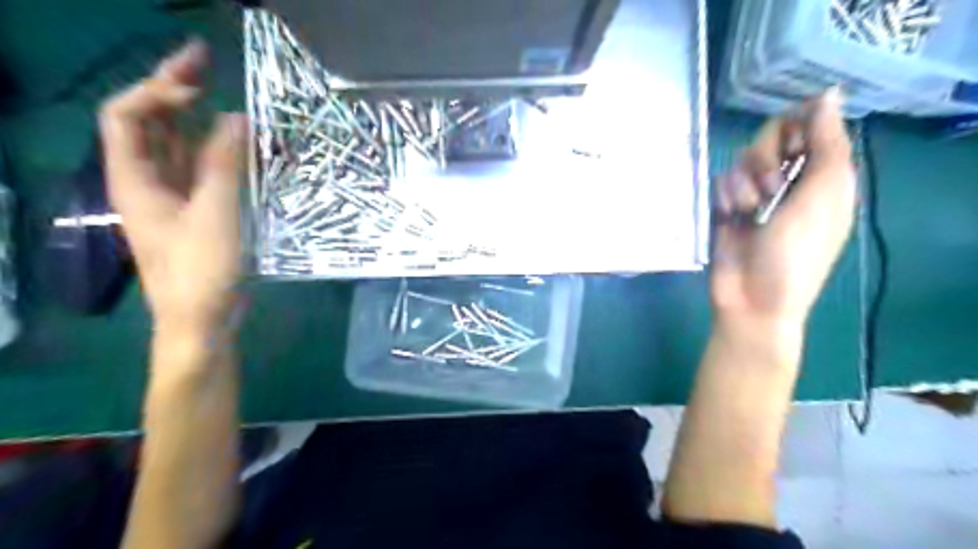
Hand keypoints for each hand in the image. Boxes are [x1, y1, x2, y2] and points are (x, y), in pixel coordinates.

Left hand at [98, 39, 248, 335]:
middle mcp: (147, 179)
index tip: (201, 92)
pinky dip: (217, 149)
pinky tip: (238, 140)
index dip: (158, 93)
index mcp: (135, 178)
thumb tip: (237, 118)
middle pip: (150, 122)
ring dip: (196, 115)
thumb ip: (225, 164)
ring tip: (221, 89)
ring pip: (177, 144)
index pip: (127, 115)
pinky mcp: (197, 209)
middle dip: (173, 88)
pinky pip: (202, 168)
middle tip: (205, 59)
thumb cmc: (202, 269)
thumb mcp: (216, 214)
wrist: (202, 317)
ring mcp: (173, 195)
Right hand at [712, 88, 858, 326]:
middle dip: (766, 158)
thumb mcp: (823, 195)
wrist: (752, 296)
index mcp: (823, 175)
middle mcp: (790, 179)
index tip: (790, 144)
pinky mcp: (726, 206)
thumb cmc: (796, 251)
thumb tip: (827, 93)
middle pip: (772, 136)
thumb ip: (827, 143)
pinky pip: (721, 180)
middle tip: (770, 188)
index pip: (811, 125)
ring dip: (744, 183)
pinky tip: (729, 217)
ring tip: (747, 211)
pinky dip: (725, 197)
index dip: (797, 126)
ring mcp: (755, 193)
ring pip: (742, 159)